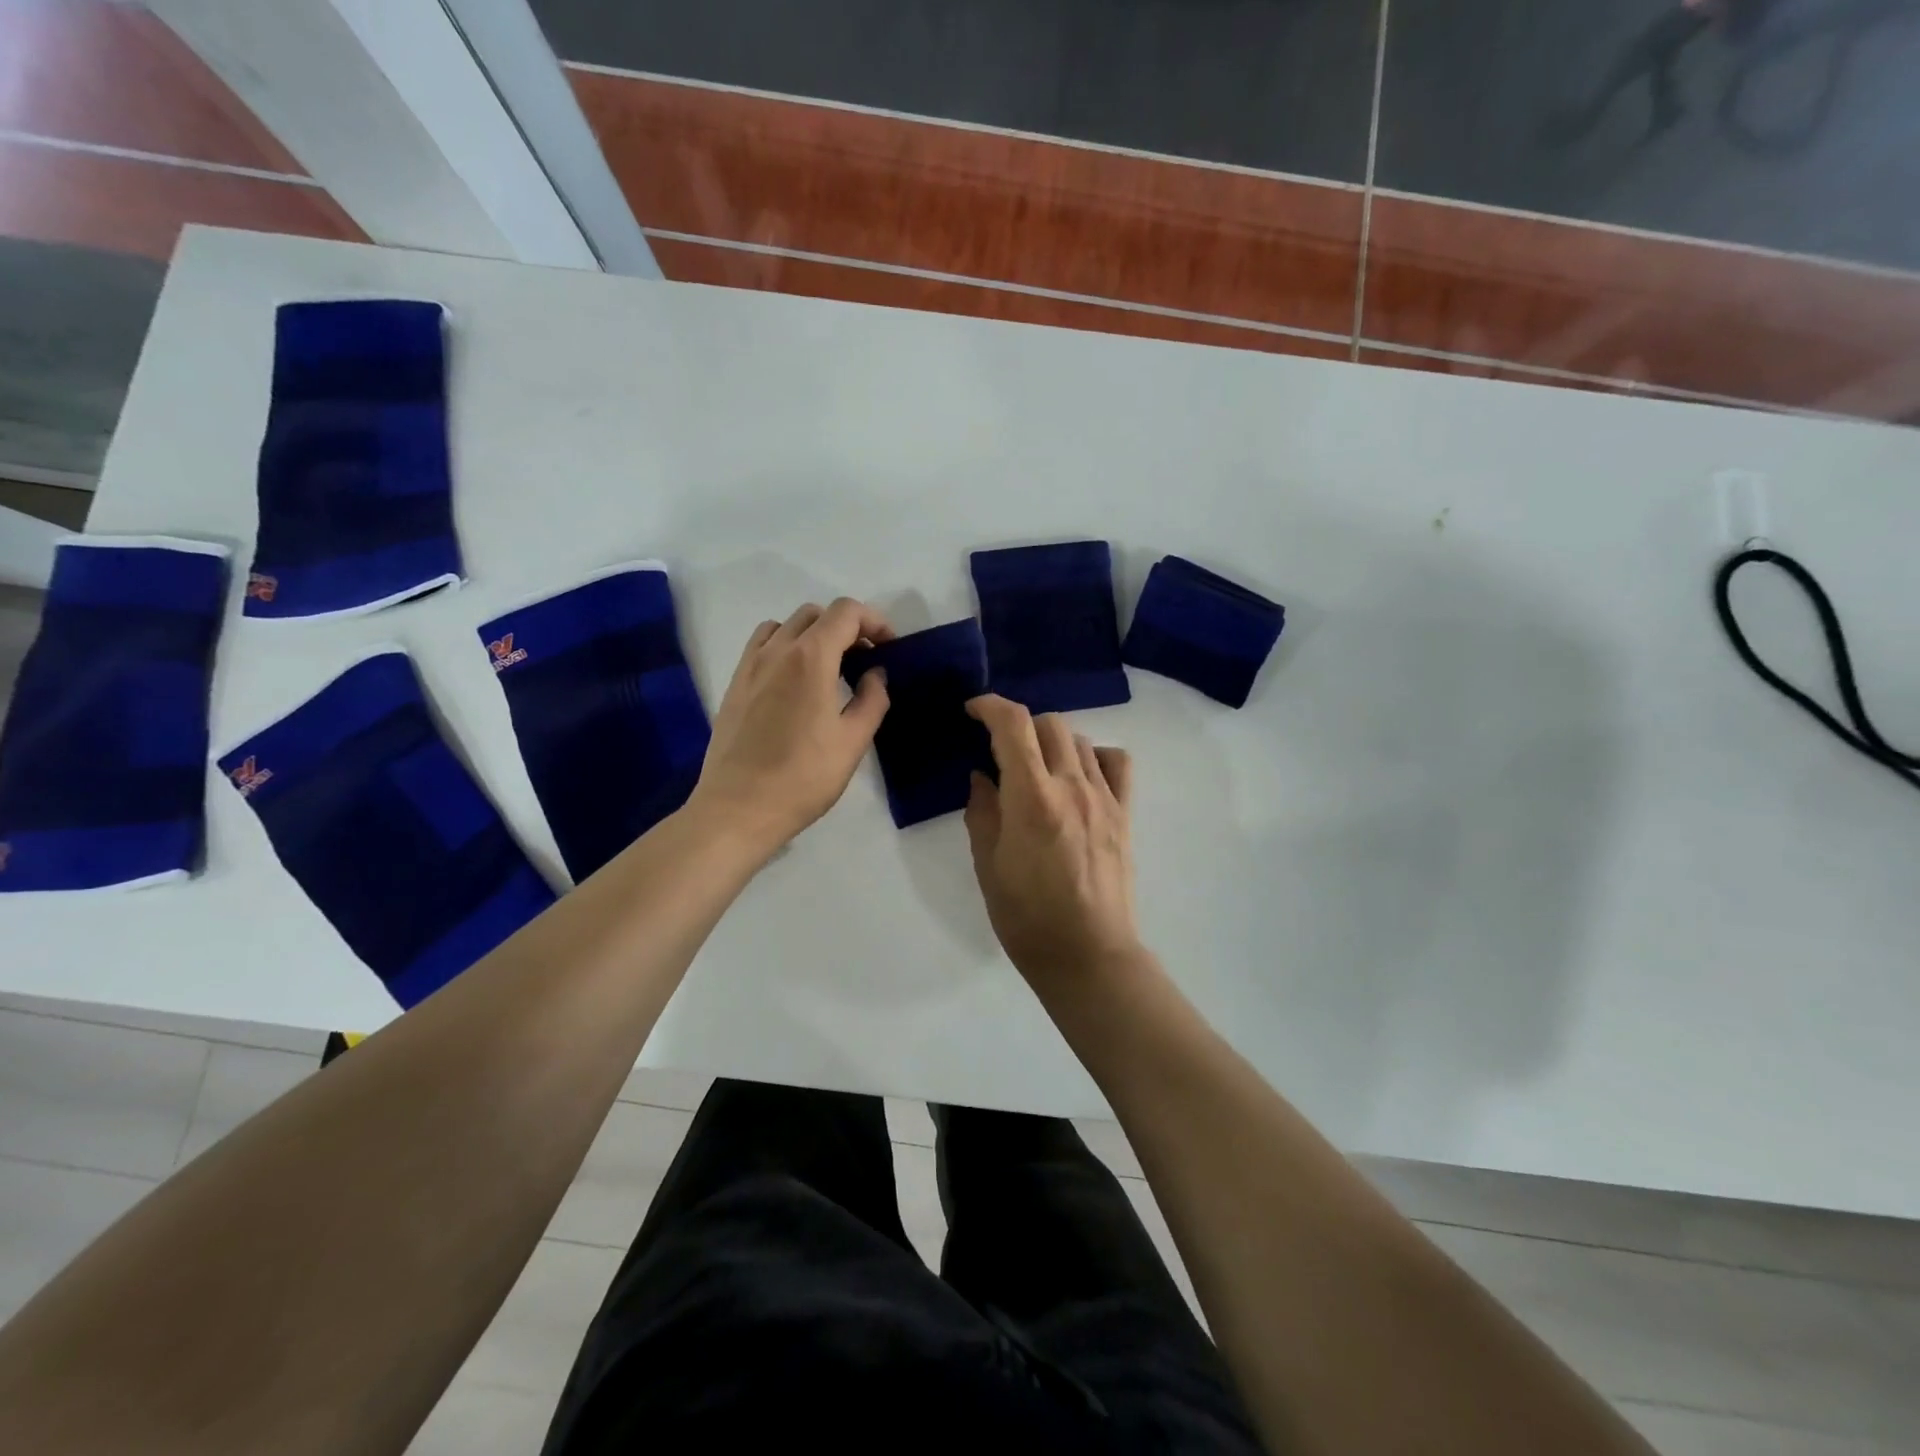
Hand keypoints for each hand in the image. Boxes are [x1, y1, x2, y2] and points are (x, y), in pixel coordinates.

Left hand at [688, 599, 891, 856]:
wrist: (739, 808)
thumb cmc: (803, 777)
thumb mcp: (853, 741)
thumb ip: (871, 699)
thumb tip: (875, 674)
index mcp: (811, 658)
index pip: (846, 612)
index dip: (874, 622)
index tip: (888, 649)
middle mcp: (777, 650)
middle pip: (815, 614)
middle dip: (846, 627)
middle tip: (864, 660)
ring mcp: (750, 665)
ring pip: (785, 625)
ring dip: (813, 634)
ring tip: (828, 668)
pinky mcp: (734, 684)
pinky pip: (761, 645)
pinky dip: (784, 646)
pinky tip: (794, 681)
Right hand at [964, 695, 1144, 994]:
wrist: (1088, 954)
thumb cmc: (1026, 917)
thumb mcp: (988, 866)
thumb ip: (982, 812)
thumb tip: (982, 777)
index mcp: (1032, 797)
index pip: (1013, 725)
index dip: (990, 705)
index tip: (973, 710)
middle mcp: (1071, 785)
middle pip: (1049, 723)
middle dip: (1020, 726)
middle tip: (1002, 751)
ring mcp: (1104, 797)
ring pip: (1079, 739)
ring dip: (1052, 741)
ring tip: (1038, 767)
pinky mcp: (1124, 813)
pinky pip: (1116, 763)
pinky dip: (1095, 756)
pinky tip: (1080, 776)